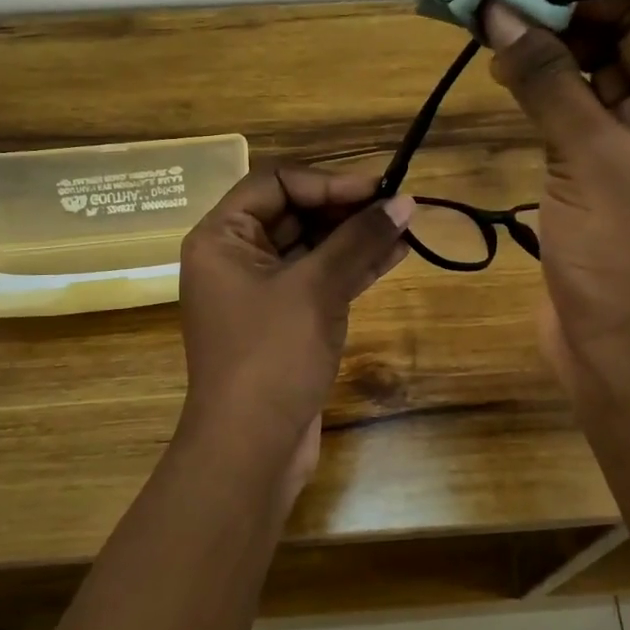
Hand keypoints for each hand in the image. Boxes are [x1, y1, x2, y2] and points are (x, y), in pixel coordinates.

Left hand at [177, 166, 414, 490]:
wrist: (250, 449)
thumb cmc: (271, 356)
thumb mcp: (316, 289)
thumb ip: (359, 240)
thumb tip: (405, 203)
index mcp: (221, 238)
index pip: (275, 183)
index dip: (327, 181)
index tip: (377, 190)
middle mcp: (236, 257)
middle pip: (294, 212)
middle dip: (346, 208)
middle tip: (398, 206)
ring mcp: (260, 291)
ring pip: (312, 247)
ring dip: (356, 237)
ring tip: (407, 226)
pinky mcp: (284, 321)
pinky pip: (319, 279)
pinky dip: (353, 268)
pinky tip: (395, 255)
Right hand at [481, 0, 629, 400]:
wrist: (626, 357)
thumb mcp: (591, 159)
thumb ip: (547, 80)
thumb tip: (497, 12)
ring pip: (606, 62)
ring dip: (558, 38)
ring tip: (500, 22)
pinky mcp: (604, 165)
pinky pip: (578, 103)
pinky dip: (545, 81)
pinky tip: (504, 66)